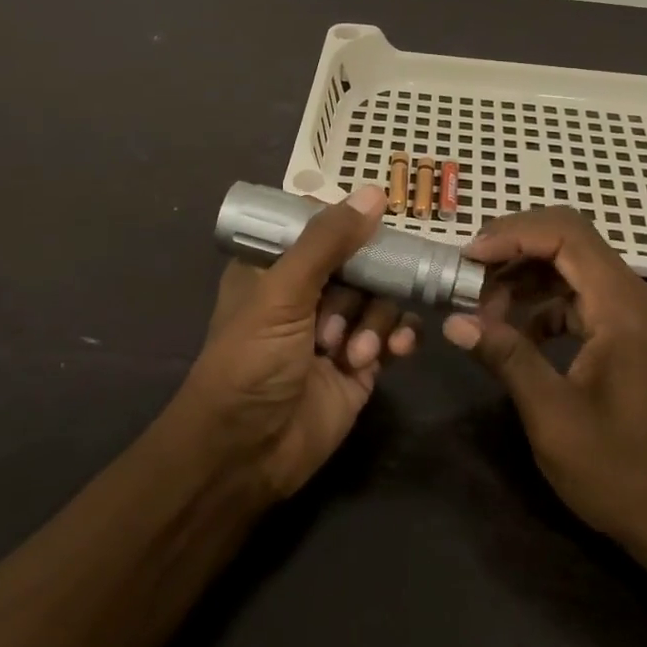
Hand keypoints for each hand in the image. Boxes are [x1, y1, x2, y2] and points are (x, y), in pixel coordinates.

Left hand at [179, 186, 417, 499]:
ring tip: (353, 352)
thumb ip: (328, 241)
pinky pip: (393, 333)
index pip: (318, 226)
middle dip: (363, 283)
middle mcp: (306, 292)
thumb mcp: (283, 293)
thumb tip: (374, 193)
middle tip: (350, 306)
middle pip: (359, 259)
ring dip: (374, 320)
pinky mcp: (361, 362)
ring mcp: (336, 327)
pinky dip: (397, 337)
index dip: (346, 223)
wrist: (248, 453)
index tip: (375, 223)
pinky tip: (394, 351)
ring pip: (380, 296)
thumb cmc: (252, 361)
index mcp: (275, 266)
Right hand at [442, 207, 646, 566]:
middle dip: (514, 246)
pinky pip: (579, 296)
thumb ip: (507, 358)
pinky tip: (515, 332)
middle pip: (569, 239)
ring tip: (483, 307)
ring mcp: (633, 316)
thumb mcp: (554, 418)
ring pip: (572, 265)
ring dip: (524, 274)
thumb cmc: (623, 473)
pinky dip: (542, 301)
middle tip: (468, 274)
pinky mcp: (628, 335)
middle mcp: (633, 298)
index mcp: (623, 308)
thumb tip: (454, 322)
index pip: (566, 235)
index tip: (468, 258)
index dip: (512, 235)